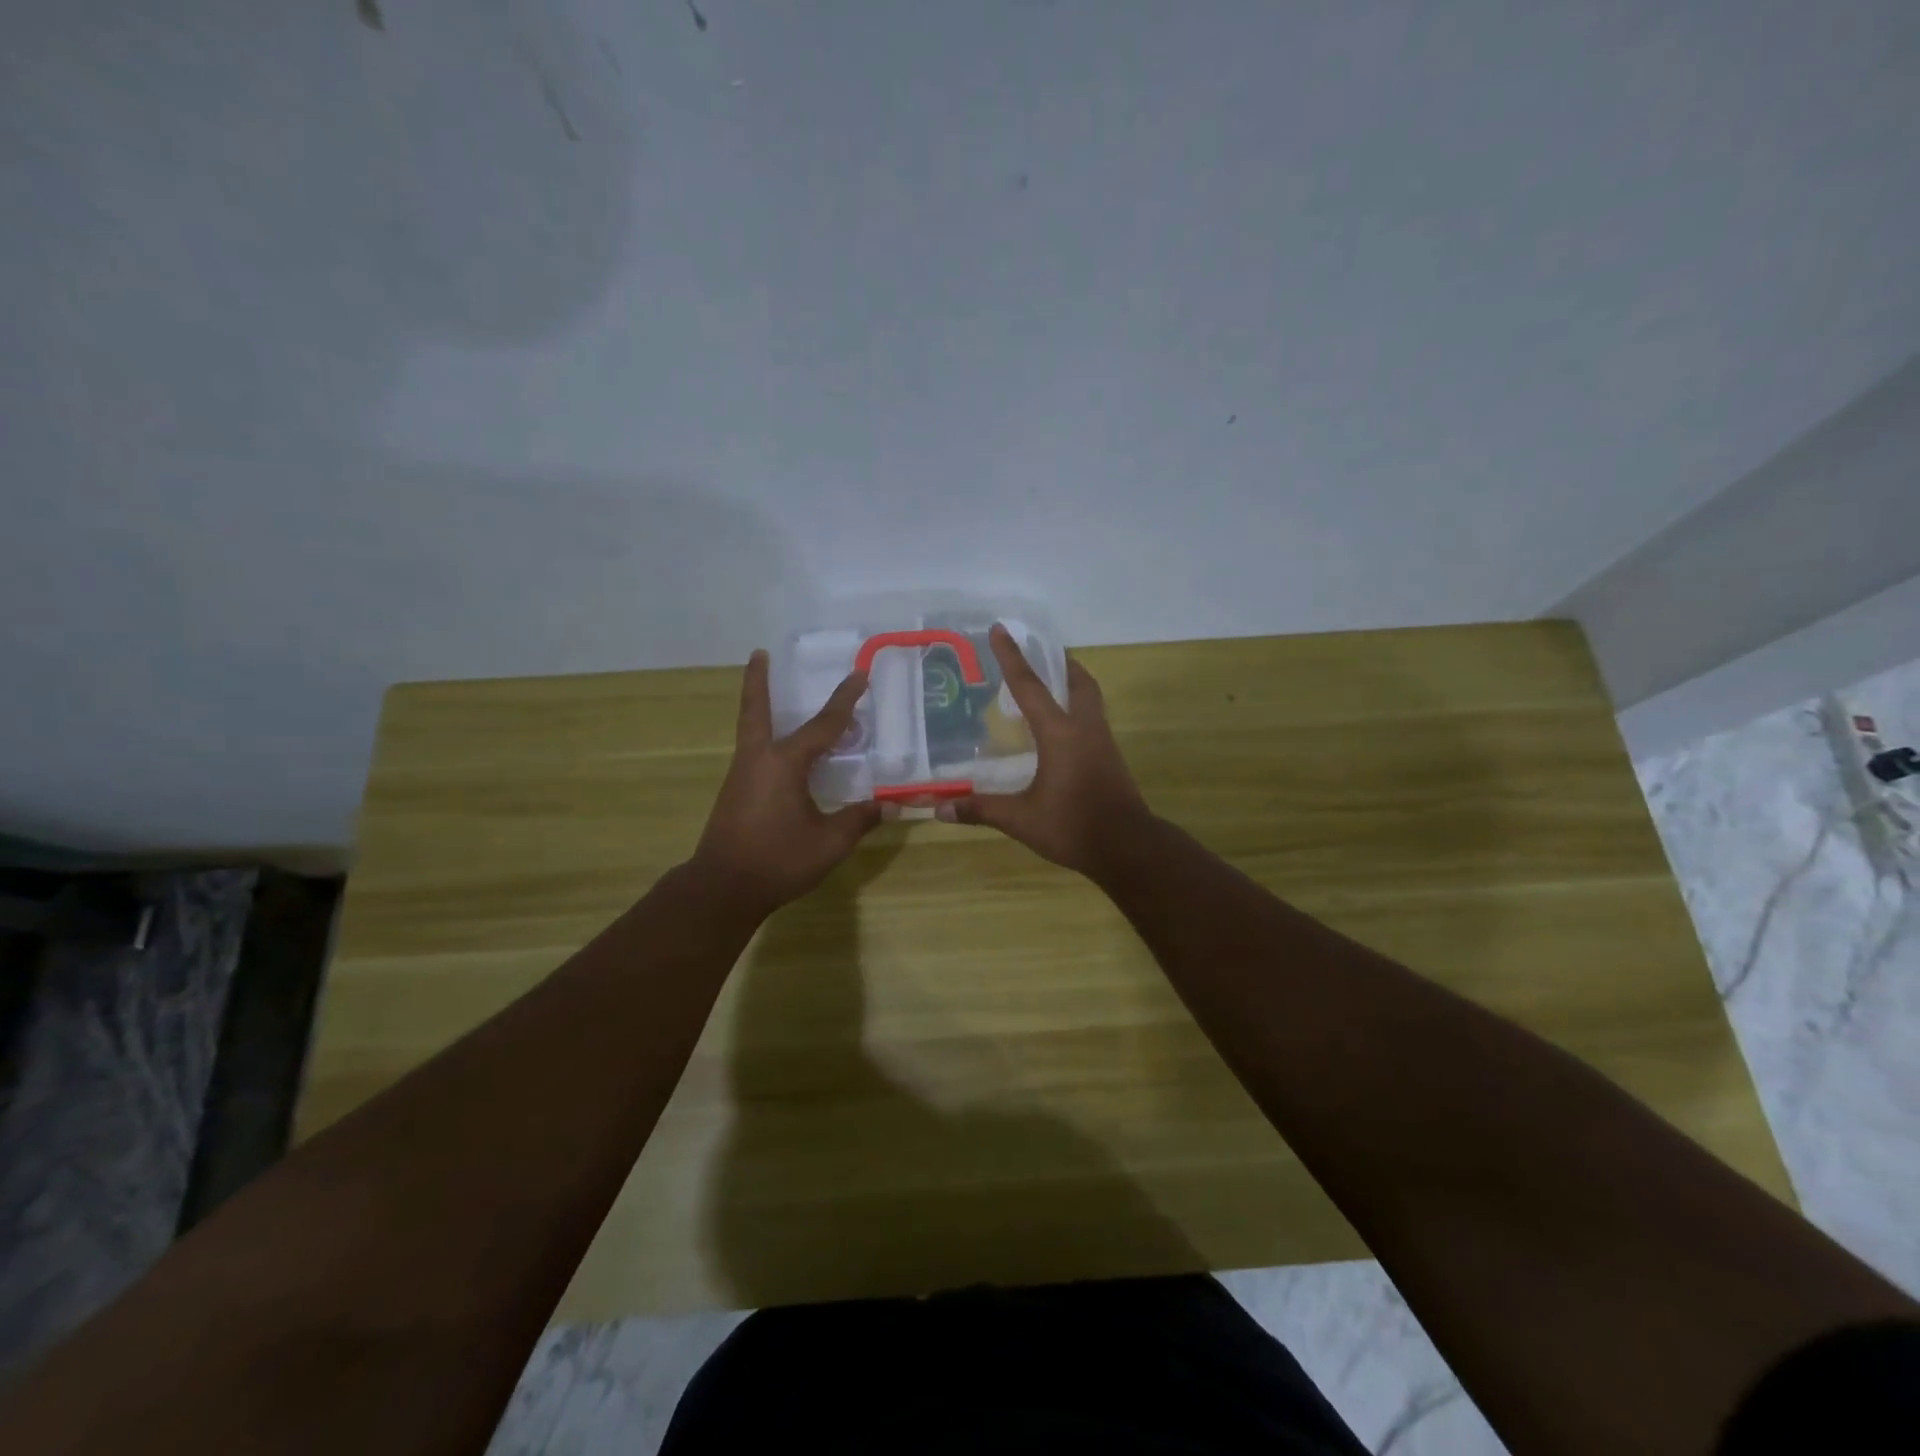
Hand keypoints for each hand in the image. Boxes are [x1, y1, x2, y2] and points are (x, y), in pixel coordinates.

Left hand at [689, 651, 881, 915]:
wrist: (722, 889)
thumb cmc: (778, 860)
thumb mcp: (829, 843)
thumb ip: (859, 820)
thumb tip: (891, 806)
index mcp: (784, 764)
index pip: (823, 725)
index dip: (845, 701)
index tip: (860, 674)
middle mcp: (758, 759)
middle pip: (756, 710)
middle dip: (758, 681)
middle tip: (759, 653)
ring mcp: (741, 775)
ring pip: (752, 730)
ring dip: (761, 707)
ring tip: (776, 696)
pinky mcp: (735, 792)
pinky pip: (754, 752)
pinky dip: (766, 738)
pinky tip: (781, 752)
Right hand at [939, 625, 1153, 876]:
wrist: (1128, 848)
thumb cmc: (1073, 827)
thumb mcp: (1021, 819)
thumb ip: (981, 809)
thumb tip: (938, 808)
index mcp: (1060, 734)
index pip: (1030, 686)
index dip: (1012, 657)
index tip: (1000, 629)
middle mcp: (1084, 729)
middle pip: (1078, 682)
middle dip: (1060, 663)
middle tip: (1042, 652)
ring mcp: (1103, 743)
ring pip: (1090, 699)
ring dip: (1072, 684)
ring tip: (1052, 684)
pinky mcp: (1111, 759)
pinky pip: (1093, 720)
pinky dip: (1078, 710)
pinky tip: (1063, 730)